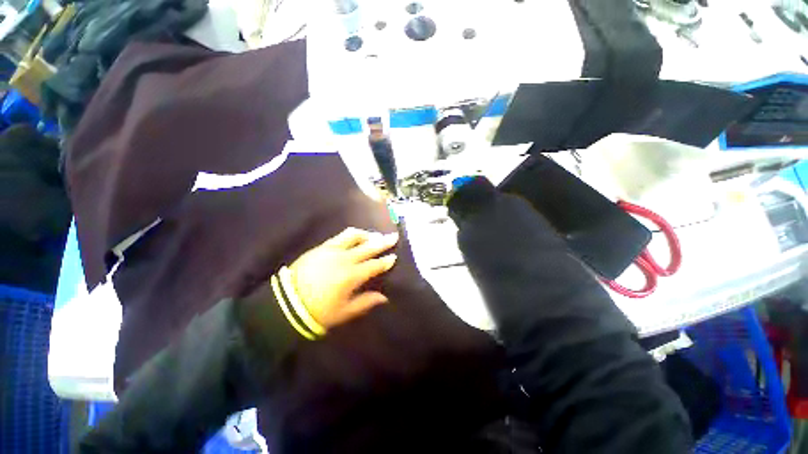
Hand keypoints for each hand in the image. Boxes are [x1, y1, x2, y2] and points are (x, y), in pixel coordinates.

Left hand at [289, 228, 398, 328]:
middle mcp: (344, 259)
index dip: (386, 261)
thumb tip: (384, 297)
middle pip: (368, 246)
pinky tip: (355, 237)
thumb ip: (365, 302)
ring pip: (353, 235)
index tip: (394, 256)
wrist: (285, 304)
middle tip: (393, 236)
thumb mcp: (344, 312)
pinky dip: (351, 235)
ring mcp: (332, 250)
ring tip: (374, 235)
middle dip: (383, 241)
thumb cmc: (317, 312)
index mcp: (351, 276)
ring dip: (366, 234)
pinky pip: (340, 236)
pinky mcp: (321, 247)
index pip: (374, 265)